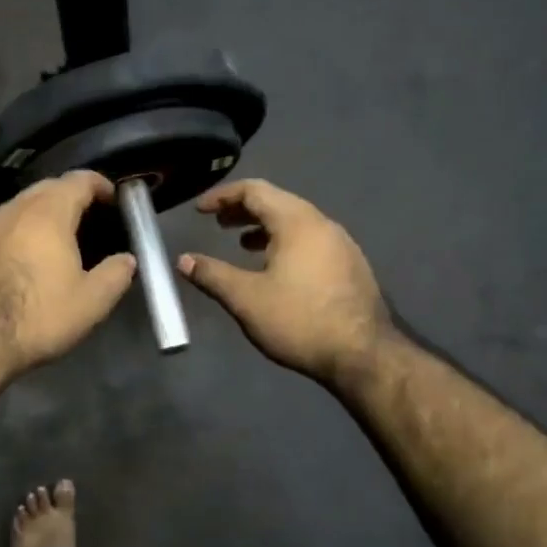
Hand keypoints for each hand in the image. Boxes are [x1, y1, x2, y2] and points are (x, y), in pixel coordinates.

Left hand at [0, 170, 137, 374]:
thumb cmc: (38, 317)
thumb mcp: (91, 302)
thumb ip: (116, 274)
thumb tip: (127, 259)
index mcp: (48, 214)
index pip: (78, 180)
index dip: (99, 184)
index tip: (112, 198)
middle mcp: (13, 209)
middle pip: (46, 188)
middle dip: (69, 195)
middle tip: (86, 217)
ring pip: (18, 206)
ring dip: (39, 214)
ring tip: (53, 240)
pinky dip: (15, 233)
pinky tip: (19, 259)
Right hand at [179, 179, 398, 387]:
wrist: (363, 355)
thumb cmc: (299, 320)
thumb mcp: (246, 298)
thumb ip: (212, 275)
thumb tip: (183, 260)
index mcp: (297, 222)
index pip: (255, 191)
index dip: (223, 196)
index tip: (200, 210)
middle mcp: (322, 224)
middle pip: (277, 202)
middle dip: (243, 210)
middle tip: (218, 224)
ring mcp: (341, 244)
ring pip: (296, 222)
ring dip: (265, 228)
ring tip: (242, 244)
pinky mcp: (350, 266)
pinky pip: (311, 240)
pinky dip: (285, 242)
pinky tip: (276, 269)